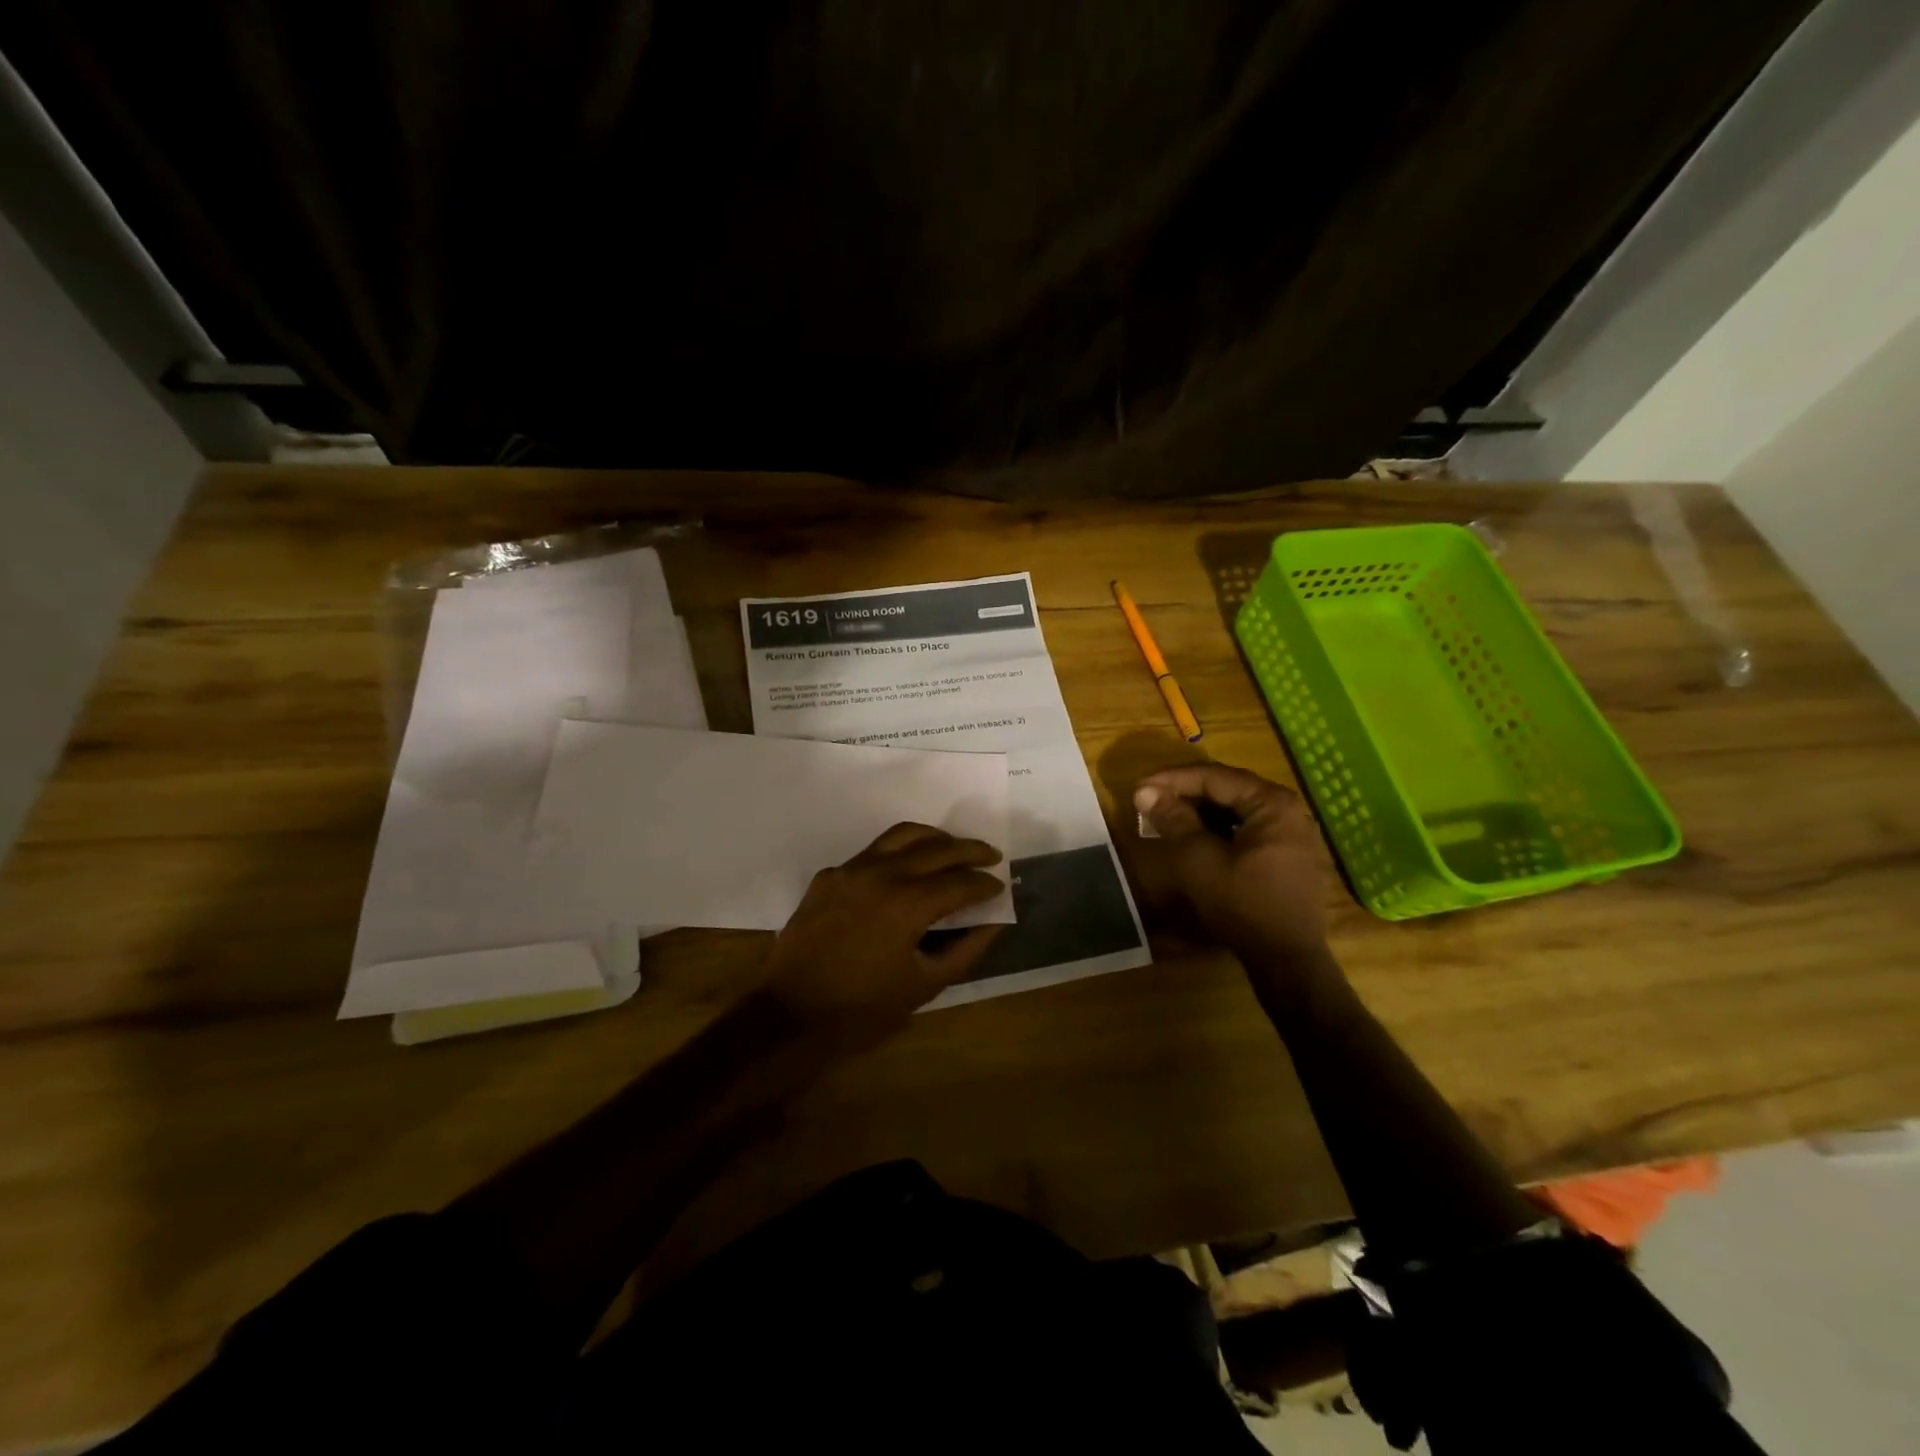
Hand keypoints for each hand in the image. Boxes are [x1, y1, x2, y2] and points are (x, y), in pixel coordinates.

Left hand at [759, 823, 1007, 1054]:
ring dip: (934, 838)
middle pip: (936, 848)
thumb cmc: (862, 1010)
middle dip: (969, 850)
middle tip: (990, 856)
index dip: (984, 884)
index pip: (959, 882)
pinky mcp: (829, 876)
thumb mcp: (924, 986)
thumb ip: (965, 950)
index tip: (999, 887)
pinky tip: (905, 870)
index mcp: (907, 904)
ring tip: (952, 848)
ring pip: (901, 836)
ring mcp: (850, 870)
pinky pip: (871, 852)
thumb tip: (994, 923)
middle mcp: (881, 874)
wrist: (789, 1015)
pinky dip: (897, 852)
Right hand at [1133, 763, 1327, 959]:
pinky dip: (1217, 828)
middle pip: (1228, 789)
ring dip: (1200, 810)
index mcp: (1272, 803)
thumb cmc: (1243, 904)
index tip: (1140, 787)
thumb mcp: (1199, 859)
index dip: (1173, 779)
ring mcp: (1291, 833)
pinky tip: (1193, 836)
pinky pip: (1246, 828)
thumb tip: (1144, 792)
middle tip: (1150, 799)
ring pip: (1236, 809)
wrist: (1286, 960)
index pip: (1215, 777)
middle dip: (1186, 793)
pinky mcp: (1286, 854)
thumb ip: (1174, 820)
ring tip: (1166, 815)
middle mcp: (1288, 810)